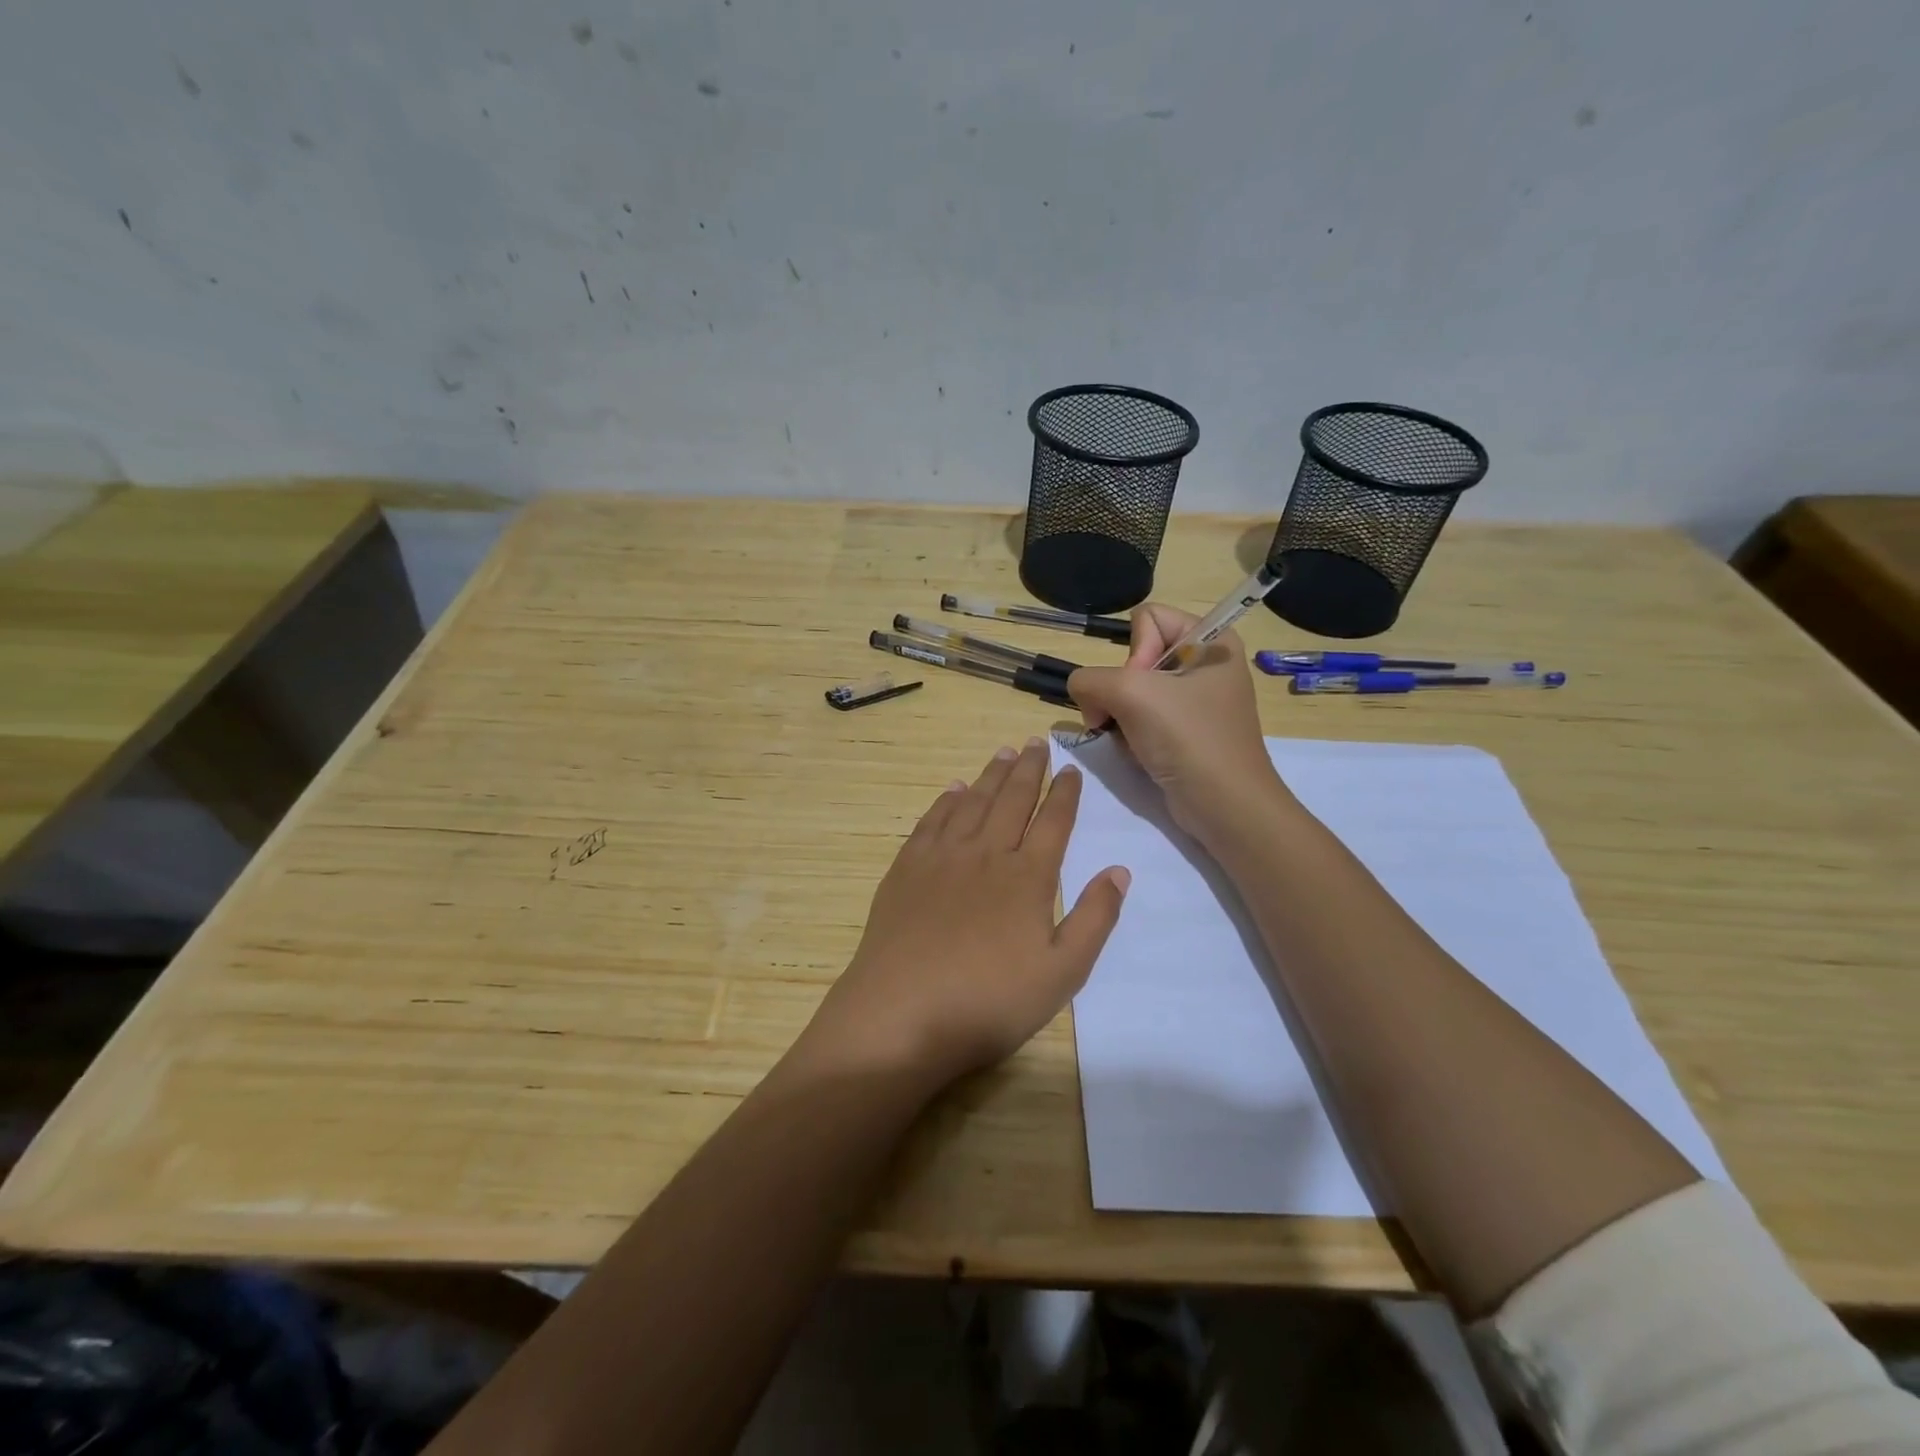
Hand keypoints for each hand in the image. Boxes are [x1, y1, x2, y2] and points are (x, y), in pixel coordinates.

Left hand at [804, 739, 1128, 1086]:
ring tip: (1004, 753)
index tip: (1072, 770)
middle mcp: (986, 854)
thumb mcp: (1062, 973)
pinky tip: (955, 790)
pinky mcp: (907, 869)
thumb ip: (1094, 919)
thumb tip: (1119, 870)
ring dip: (991, 775)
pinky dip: (947, 800)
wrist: (901, 1014)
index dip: (1065, 794)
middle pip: (1012, 800)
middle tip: (1036, 742)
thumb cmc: (989, 1002)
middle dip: (1029, 769)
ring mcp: (942, 858)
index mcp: (1027, 877)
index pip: (1053, 822)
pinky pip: (932, 820)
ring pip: (973, 802)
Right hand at [1066, 603, 1287, 838]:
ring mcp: (1195, 700)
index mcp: (1211, 639)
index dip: (1135, 652)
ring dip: (1120, 716)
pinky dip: (1131, 734)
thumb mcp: (1131, 694)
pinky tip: (1139, 753)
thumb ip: (1090, 679)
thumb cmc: (1188, 738)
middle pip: (1136, 656)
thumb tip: (1084, 694)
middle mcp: (1205, 663)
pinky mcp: (1185, 731)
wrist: (1224, 806)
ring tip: (1132, 740)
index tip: (1143, 688)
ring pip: (1132, 690)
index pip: (1147, 618)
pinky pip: (1141, 717)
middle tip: (1129, 718)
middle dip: (1121, 690)